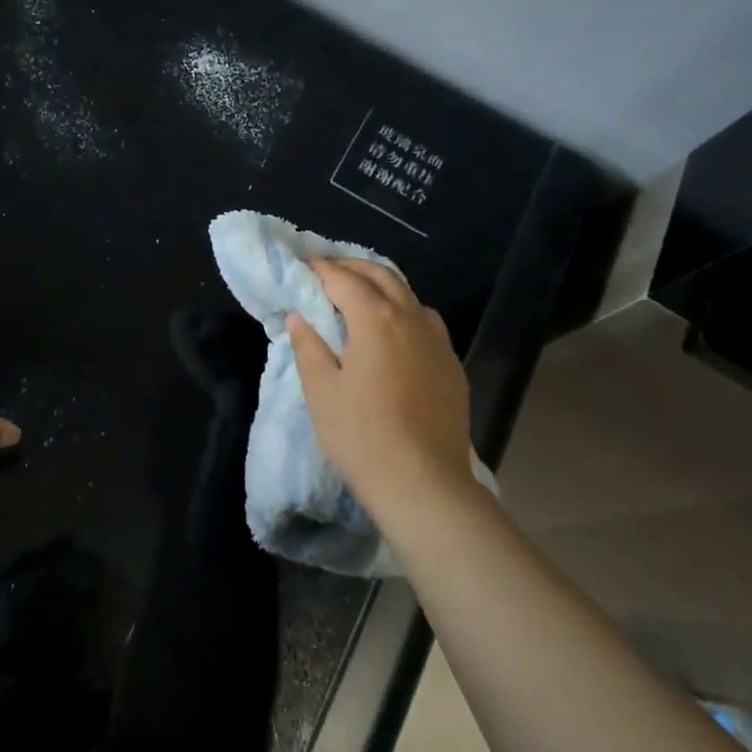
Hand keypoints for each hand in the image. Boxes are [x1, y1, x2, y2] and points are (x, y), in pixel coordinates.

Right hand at [286, 258, 471, 511]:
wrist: (424, 484)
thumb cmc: (361, 436)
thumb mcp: (321, 391)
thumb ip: (308, 346)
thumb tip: (299, 316)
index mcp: (375, 319)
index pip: (344, 279)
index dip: (320, 269)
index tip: (302, 267)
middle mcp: (411, 318)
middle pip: (381, 275)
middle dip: (352, 267)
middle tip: (326, 273)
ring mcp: (438, 341)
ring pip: (408, 295)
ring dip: (381, 286)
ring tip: (358, 297)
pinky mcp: (452, 364)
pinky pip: (426, 322)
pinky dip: (403, 311)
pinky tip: (391, 333)